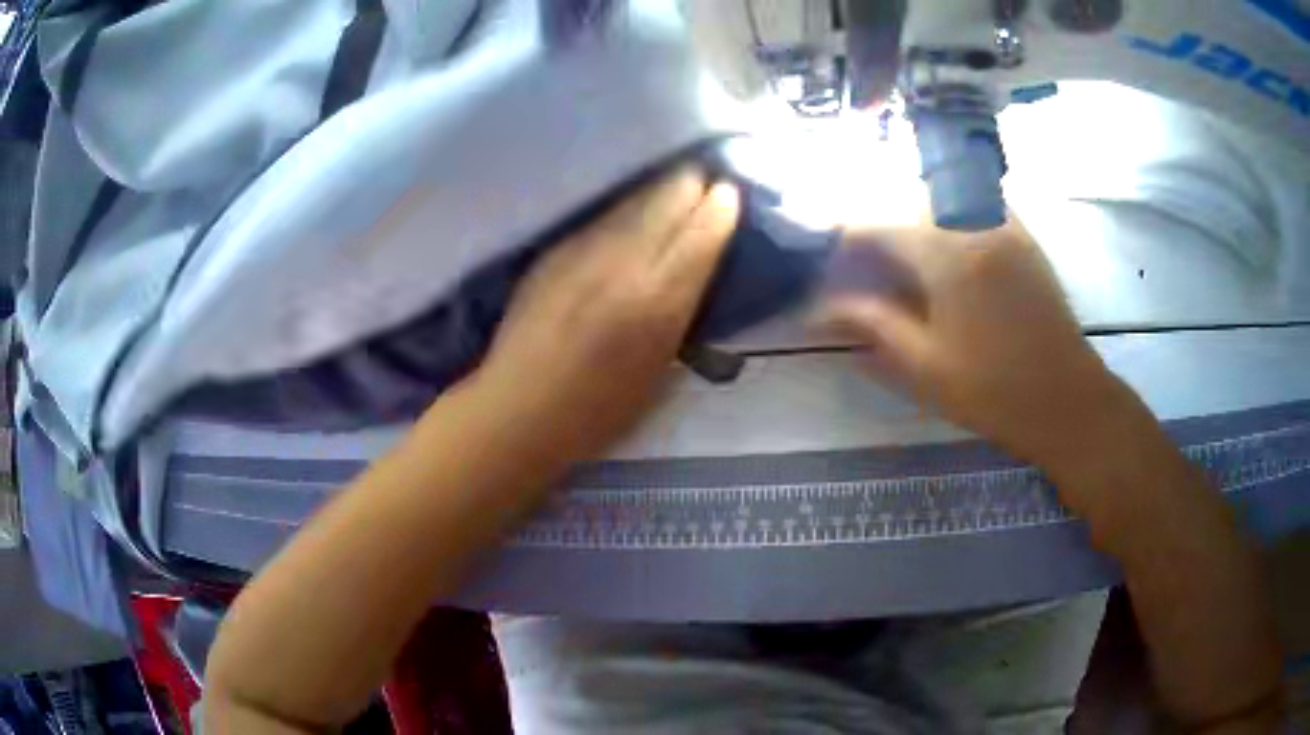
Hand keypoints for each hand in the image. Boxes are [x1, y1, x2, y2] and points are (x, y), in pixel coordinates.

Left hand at [475, 167, 740, 465]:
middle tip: (702, 186)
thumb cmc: (599, 412)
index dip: (722, 206)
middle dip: (691, 185)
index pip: (703, 229)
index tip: (728, 195)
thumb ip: (682, 312)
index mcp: (660, 302)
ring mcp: (584, 250)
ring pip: (634, 197)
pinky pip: (603, 215)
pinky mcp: (554, 249)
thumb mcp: (661, 371)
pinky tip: (628, 216)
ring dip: (658, 191)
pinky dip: (625, 209)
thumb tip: (696, 269)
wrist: (519, 411)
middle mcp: (625, 263)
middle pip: (669, 194)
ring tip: (670, 192)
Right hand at [819, 216, 1136, 475]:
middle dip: (876, 226)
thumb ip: (872, 324)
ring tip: (899, 252)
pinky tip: (946, 241)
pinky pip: (975, 202)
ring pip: (941, 196)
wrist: (1066, 399)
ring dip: (911, 214)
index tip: (827, 266)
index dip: (843, 241)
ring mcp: (1003, 223)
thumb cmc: (994, 390)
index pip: (876, 226)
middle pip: (906, 202)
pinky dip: (950, 211)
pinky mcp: (1022, 234)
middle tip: (860, 263)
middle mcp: (973, 222)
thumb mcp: (924, 365)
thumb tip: (820, 307)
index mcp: (946, 254)